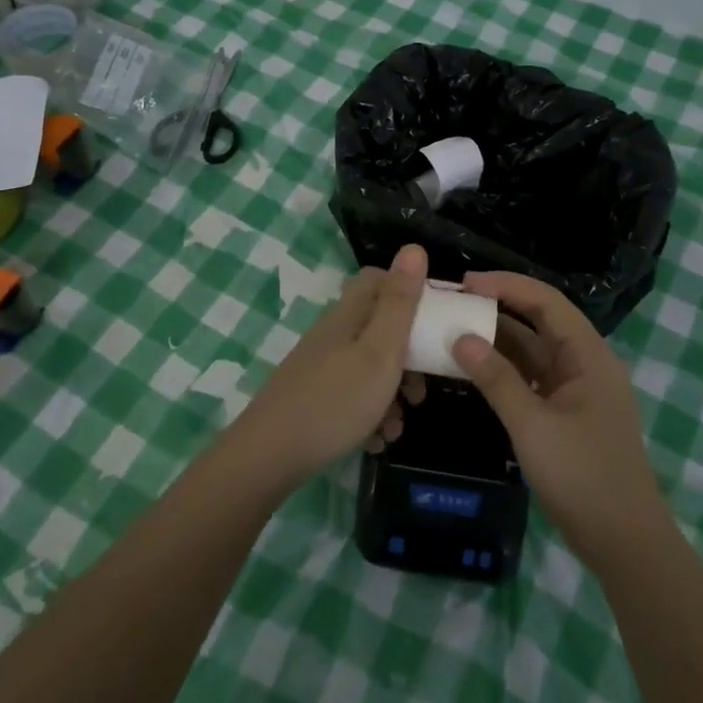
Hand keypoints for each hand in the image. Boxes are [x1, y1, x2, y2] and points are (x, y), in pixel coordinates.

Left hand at [231, 244, 426, 489]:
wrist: (269, 456)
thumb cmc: (336, 400)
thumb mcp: (380, 351)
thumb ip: (400, 303)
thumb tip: (413, 247)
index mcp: (349, 315)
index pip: (377, 280)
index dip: (407, 291)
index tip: (434, 319)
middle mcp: (333, 334)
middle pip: (378, 328)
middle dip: (407, 356)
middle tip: (421, 389)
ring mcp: (320, 366)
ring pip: (368, 367)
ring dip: (391, 393)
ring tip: (400, 425)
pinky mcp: (312, 397)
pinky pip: (351, 396)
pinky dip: (369, 414)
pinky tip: (376, 440)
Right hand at [452, 272, 667, 568]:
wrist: (624, 543)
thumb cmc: (582, 476)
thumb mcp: (532, 425)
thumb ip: (496, 379)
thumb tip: (461, 338)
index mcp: (589, 355)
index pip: (546, 301)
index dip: (506, 285)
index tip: (465, 284)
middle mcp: (586, 363)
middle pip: (540, 322)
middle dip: (498, 308)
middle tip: (454, 304)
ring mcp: (577, 390)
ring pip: (533, 352)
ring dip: (498, 341)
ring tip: (455, 330)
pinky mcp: (567, 415)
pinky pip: (532, 379)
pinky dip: (505, 371)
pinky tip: (474, 370)